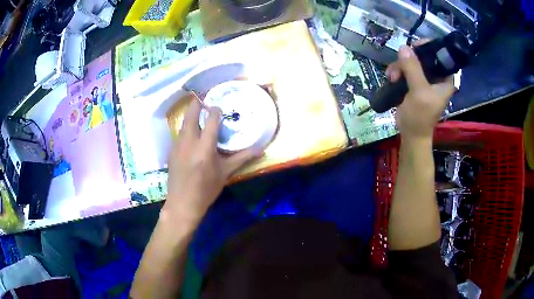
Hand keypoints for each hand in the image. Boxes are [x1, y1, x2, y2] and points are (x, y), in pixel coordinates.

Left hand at [164, 100, 261, 223]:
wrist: (183, 203)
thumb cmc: (206, 189)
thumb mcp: (225, 173)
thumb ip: (242, 158)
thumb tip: (261, 149)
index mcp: (205, 147)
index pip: (211, 120)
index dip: (215, 110)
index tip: (218, 107)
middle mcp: (189, 142)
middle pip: (191, 115)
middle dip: (196, 103)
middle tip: (203, 98)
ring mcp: (177, 145)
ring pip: (183, 123)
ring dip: (190, 115)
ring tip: (197, 112)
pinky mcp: (171, 151)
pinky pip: (179, 134)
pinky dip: (185, 128)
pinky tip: (190, 134)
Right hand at [386, 42, 455, 139]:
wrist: (411, 134)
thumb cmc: (420, 116)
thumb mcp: (419, 92)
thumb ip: (413, 69)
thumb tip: (404, 47)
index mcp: (444, 78)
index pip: (439, 54)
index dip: (427, 47)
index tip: (414, 46)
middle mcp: (435, 76)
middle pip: (422, 56)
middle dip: (408, 59)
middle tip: (399, 67)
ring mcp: (424, 80)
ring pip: (410, 62)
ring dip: (399, 67)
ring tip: (392, 77)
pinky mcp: (413, 84)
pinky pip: (404, 70)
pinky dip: (397, 72)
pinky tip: (391, 78)